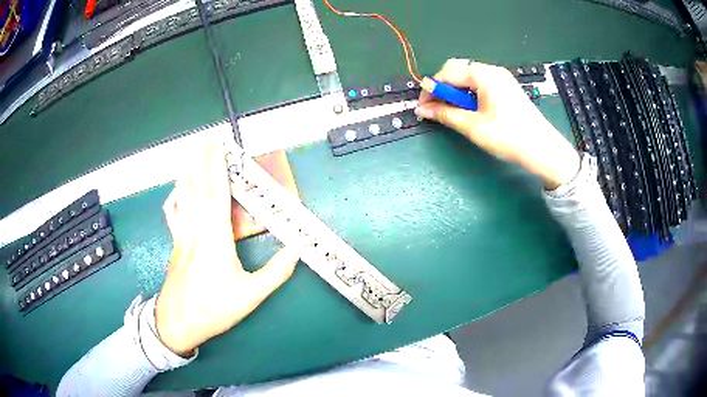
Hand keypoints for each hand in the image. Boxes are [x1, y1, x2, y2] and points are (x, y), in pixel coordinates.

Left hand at [155, 144, 299, 355]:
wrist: (178, 322)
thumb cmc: (214, 309)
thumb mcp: (251, 295)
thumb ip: (276, 272)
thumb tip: (296, 251)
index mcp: (215, 238)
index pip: (216, 193)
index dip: (217, 167)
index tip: (219, 147)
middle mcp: (196, 230)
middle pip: (197, 187)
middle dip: (200, 160)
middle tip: (204, 139)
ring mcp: (182, 235)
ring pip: (182, 196)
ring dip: (187, 172)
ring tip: (189, 153)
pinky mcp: (175, 244)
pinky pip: (173, 213)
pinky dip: (174, 197)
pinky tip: (175, 190)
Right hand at [416, 59, 580, 189]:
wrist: (543, 149)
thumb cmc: (508, 136)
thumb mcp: (473, 126)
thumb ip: (446, 114)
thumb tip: (423, 109)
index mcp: (483, 75)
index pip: (447, 73)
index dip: (431, 89)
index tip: (423, 107)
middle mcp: (492, 71)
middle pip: (457, 70)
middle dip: (443, 88)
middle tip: (438, 109)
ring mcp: (501, 78)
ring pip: (468, 77)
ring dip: (456, 92)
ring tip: (454, 113)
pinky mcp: (507, 88)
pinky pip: (481, 84)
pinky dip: (469, 94)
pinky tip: (471, 110)